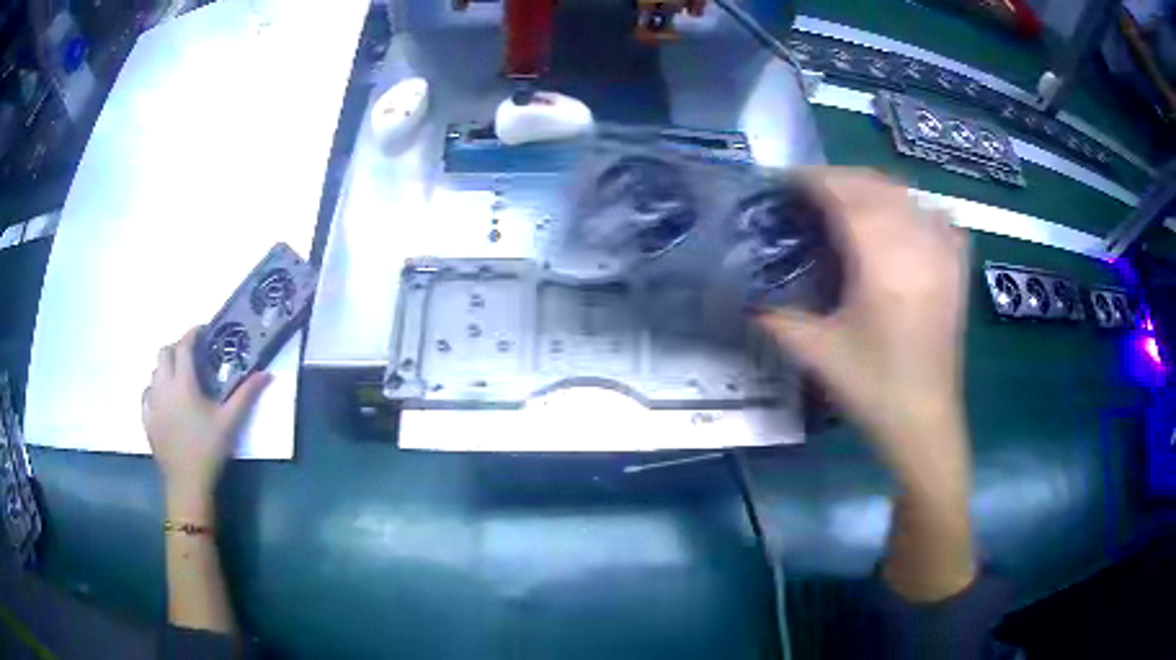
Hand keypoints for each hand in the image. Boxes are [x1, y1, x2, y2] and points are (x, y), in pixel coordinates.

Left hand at [142, 327, 270, 505]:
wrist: (187, 484)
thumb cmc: (209, 450)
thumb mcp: (230, 422)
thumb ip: (246, 395)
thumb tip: (267, 374)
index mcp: (183, 383)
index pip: (183, 346)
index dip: (192, 333)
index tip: (203, 330)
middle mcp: (163, 387)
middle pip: (164, 353)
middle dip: (176, 348)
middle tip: (191, 355)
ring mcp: (152, 404)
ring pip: (153, 373)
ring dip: (165, 368)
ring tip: (178, 377)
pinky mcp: (147, 421)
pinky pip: (146, 396)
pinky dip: (153, 390)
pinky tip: (162, 399)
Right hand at [759, 169, 970, 473]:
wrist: (924, 422)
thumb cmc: (872, 388)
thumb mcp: (815, 354)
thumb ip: (775, 317)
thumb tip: (745, 293)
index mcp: (881, 262)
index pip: (845, 196)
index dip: (813, 180)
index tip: (785, 181)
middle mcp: (915, 245)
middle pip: (876, 187)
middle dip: (838, 179)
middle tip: (808, 191)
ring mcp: (941, 255)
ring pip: (907, 196)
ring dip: (873, 188)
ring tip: (848, 200)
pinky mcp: (955, 270)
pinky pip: (939, 219)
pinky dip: (917, 207)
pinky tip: (905, 217)